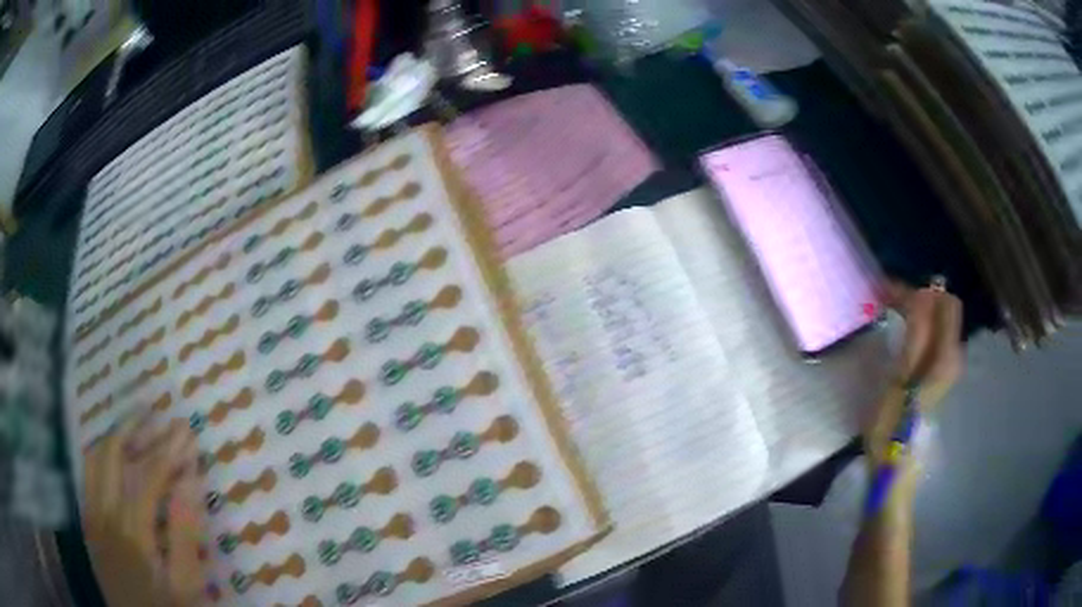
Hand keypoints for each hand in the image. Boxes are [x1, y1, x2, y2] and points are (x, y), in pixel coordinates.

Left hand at [82, 409, 207, 606]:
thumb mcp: (187, 586)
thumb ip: (186, 535)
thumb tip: (190, 481)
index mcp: (131, 532)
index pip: (147, 475)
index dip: (168, 451)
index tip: (187, 431)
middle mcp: (103, 513)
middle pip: (112, 455)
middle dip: (136, 429)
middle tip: (157, 415)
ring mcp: (90, 515)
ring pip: (94, 458)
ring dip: (115, 438)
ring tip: (135, 427)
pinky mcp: (87, 522)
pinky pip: (87, 475)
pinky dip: (101, 456)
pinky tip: (115, 458)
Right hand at [865, 279, 963, 468]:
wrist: (895, 462)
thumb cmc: (894, 425)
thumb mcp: (902, 376)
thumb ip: (916, 333)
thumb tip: (921, 294)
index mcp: (947, 354)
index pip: (942, 302)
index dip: (917, 290)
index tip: (887, 290)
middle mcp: (954, 353)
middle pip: (944, 306)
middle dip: (918, 295)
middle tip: (886, 297)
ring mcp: (948, 363)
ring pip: (939, 319)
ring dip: (916, 309)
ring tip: (889, 309)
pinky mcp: (938, 372)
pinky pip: (934, 334)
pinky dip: (918, 324)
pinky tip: (900, 330)